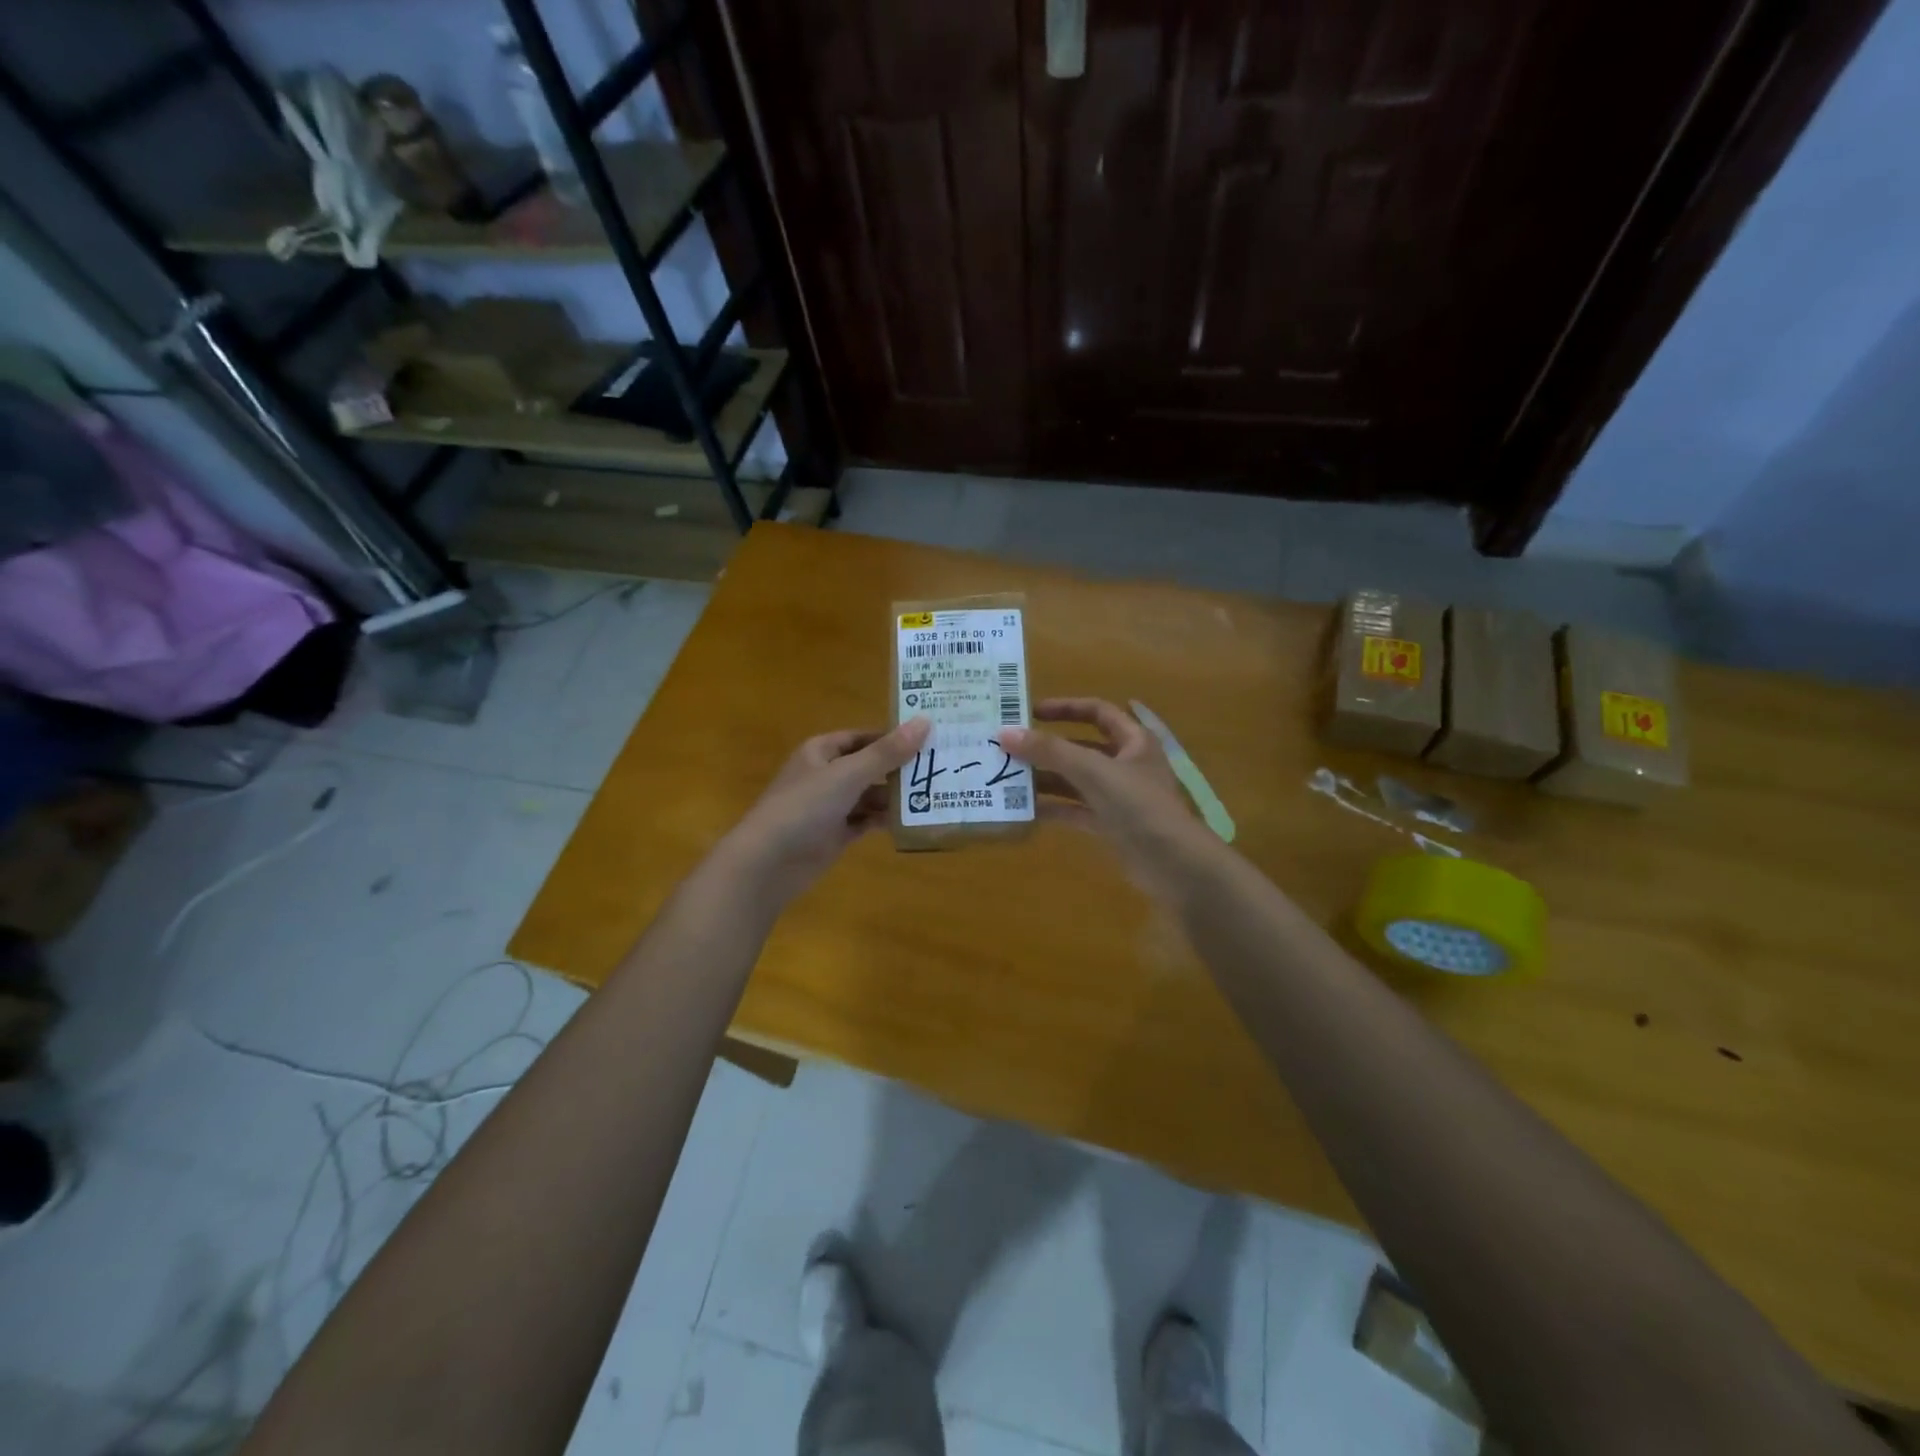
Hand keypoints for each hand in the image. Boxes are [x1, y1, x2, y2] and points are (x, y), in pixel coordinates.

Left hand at [716, 717, 931, 907]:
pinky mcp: (835, 834)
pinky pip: (866, 821)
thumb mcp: (848, 774)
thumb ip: (887, 752)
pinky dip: (885, 820)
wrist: (768, 862)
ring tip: (934, 795)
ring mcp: (829, 806)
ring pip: (869, 796)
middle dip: (900, 769)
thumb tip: (925, 722)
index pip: (863, 737)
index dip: (893, 737)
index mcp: (821, 751)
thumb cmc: (804, 807)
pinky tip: (912, 820)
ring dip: (896, 797)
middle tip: (940, 768)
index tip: (929, 739)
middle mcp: (826, 775)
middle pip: (869, 766)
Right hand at [999, 698, 1217, 899]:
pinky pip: (1076, 810)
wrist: (1174, 865)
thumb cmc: (1139, 806)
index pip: (1097, 712)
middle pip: (1081, 748)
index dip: (1065, 708)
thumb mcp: (1093, 771)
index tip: (1030, 712)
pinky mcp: (1111, 825)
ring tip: (1008, 778)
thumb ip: (1050, 751)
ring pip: (1076, 780)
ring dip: (1046, 779)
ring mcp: (1119, 797)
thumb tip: (1005, 733)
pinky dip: (1053, 808)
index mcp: (1133, 741)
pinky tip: (1024, 810)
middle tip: (1009, 748)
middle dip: (1047, 748)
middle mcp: (1126, 764)